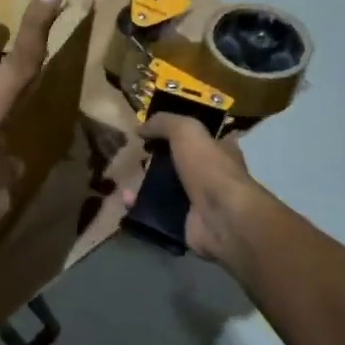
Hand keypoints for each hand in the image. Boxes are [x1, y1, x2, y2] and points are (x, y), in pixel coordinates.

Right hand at [122, 114, 261, 265]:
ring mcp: (198, 201)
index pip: (200, 136)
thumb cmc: (209, 168)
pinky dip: (140, 205)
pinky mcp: (184, 222)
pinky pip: (156, 211)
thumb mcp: (187, 131)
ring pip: (165, 187)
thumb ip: (164, 123)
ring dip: (144, 182)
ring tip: (123, 174)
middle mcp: (212, 174)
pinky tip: (125, 198)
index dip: (178, 131)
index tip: (152, 130)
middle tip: (133, 153)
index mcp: (220, 150)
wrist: (221, 218)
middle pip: (179, 162)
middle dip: (156, 158)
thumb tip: (140, 127)